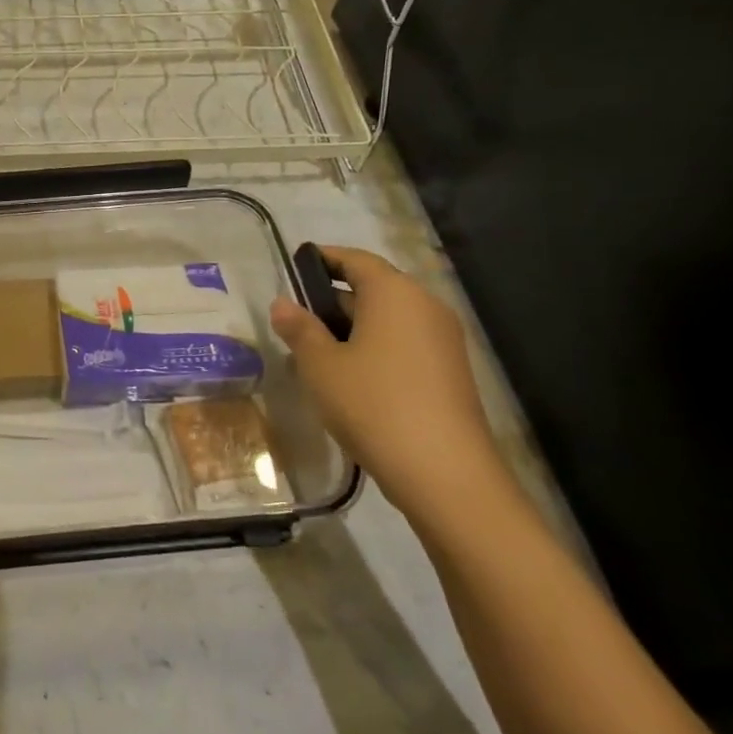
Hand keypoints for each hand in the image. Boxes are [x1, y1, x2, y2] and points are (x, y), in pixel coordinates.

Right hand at [269, 247, 511, 529]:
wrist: (445, 474)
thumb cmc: (373, 404)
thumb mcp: (321, 365)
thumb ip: (299, 329)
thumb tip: (282, 303)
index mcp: (394, 292)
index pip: (355, 259)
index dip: (323, 259)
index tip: (293, 268)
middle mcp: (425, 307)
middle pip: (374, 288)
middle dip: (333, 299)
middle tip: (295, 319)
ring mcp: (443, 341)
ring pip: (388, 319)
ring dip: (352, 328)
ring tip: (314, 352)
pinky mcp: (450, 373)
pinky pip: (404, 345)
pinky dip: (375, 349)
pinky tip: (348, 378)